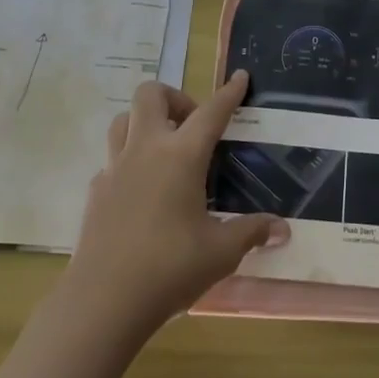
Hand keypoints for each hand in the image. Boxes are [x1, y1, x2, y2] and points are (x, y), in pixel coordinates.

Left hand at [63, 73, 288, 336]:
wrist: (103, 301)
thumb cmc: (170, 268)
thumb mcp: (221, 252)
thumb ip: (251, 232)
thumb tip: (282, 229)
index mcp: (182, 156)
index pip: (212, 112)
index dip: (229, 93)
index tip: (240, 76)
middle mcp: (146, 150)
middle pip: (151, 94)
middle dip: (175, 97)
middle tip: (192, 125)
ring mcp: (115, 168)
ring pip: (124, 119)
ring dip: (145, 122)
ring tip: (165, 149)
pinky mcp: (96, 191)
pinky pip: (112, 159)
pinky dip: (129, 161)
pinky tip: (142, 191)